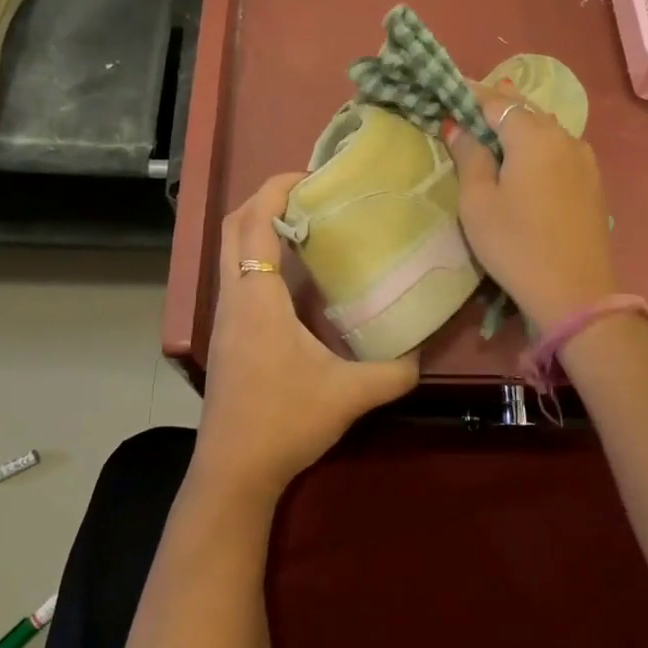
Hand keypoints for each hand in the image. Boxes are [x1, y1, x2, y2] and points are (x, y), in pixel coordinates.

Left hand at [193, 173, 420, 502]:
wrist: (233, 472)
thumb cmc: (283, 422)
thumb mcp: (348, 395)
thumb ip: (393, 372)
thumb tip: (422, 354)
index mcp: (257, 297)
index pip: (254, 222)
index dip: (276, 189)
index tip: (310, 176)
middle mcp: (233, 296)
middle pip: (232, 226)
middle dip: (264, 199)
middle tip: (310, 195)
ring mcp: (224, 316)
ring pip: (230, 251)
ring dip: (259, 227)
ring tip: (307, 225)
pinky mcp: (226, 335)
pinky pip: (236, 275)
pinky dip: (258, 256)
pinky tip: (295, 277)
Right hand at [446, 83, 618, 327]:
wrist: (575, 292)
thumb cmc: (516, 245)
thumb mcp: (478, 202)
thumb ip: (469, 156)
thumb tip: (459, 127)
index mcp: (532, 135)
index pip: (496, 101)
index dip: (470, 96)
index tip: (448, 95)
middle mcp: (563, 135)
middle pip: (524, 108)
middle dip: (496, 104)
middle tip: (468, 107)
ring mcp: (583, 157)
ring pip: (545, 126)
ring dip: (519, 123)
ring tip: (494, 128)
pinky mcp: (592, 179)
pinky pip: (559, 146)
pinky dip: (538, 142)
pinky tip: (526, 156)